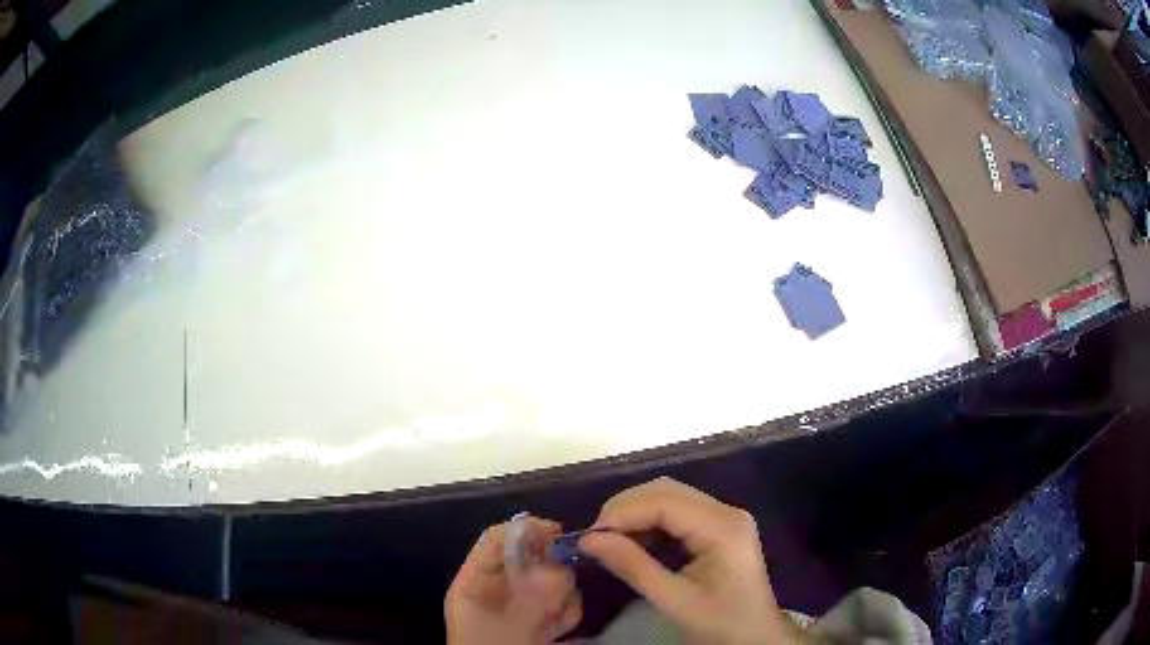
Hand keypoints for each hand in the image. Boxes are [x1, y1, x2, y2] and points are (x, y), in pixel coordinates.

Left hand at [445, 517, 582, 644]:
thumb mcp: (508, 624)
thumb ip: (534, 594)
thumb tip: (561, 565)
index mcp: (475, 581)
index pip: (496, 539)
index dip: (526, 531)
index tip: (558, 534)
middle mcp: (497, 588)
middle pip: (531, 558)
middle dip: (551, 575)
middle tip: (555, 597)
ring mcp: (519, 605)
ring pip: (552, 581)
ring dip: (561, 598)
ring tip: (553, 622)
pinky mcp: (537, 621)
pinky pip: (561, 604)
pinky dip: (566, 614)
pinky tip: (557, 631)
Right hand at [578, 478, 805, 644]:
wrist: (756, 639)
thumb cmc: (721, 624)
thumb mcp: (675, 601)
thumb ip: (633, 567)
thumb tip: (588, 539)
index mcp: (723, 528)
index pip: (665, 501)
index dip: (623, 512)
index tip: (589, 535)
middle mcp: (726, 512)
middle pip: (667, 491)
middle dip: (626, 509)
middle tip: (595, 538)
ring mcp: (724, 519)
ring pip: (669, 498)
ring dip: (635, 515)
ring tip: (608, 542)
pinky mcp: (717, 529)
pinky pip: (677, 514)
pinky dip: (649, 524)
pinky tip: (632, 544)